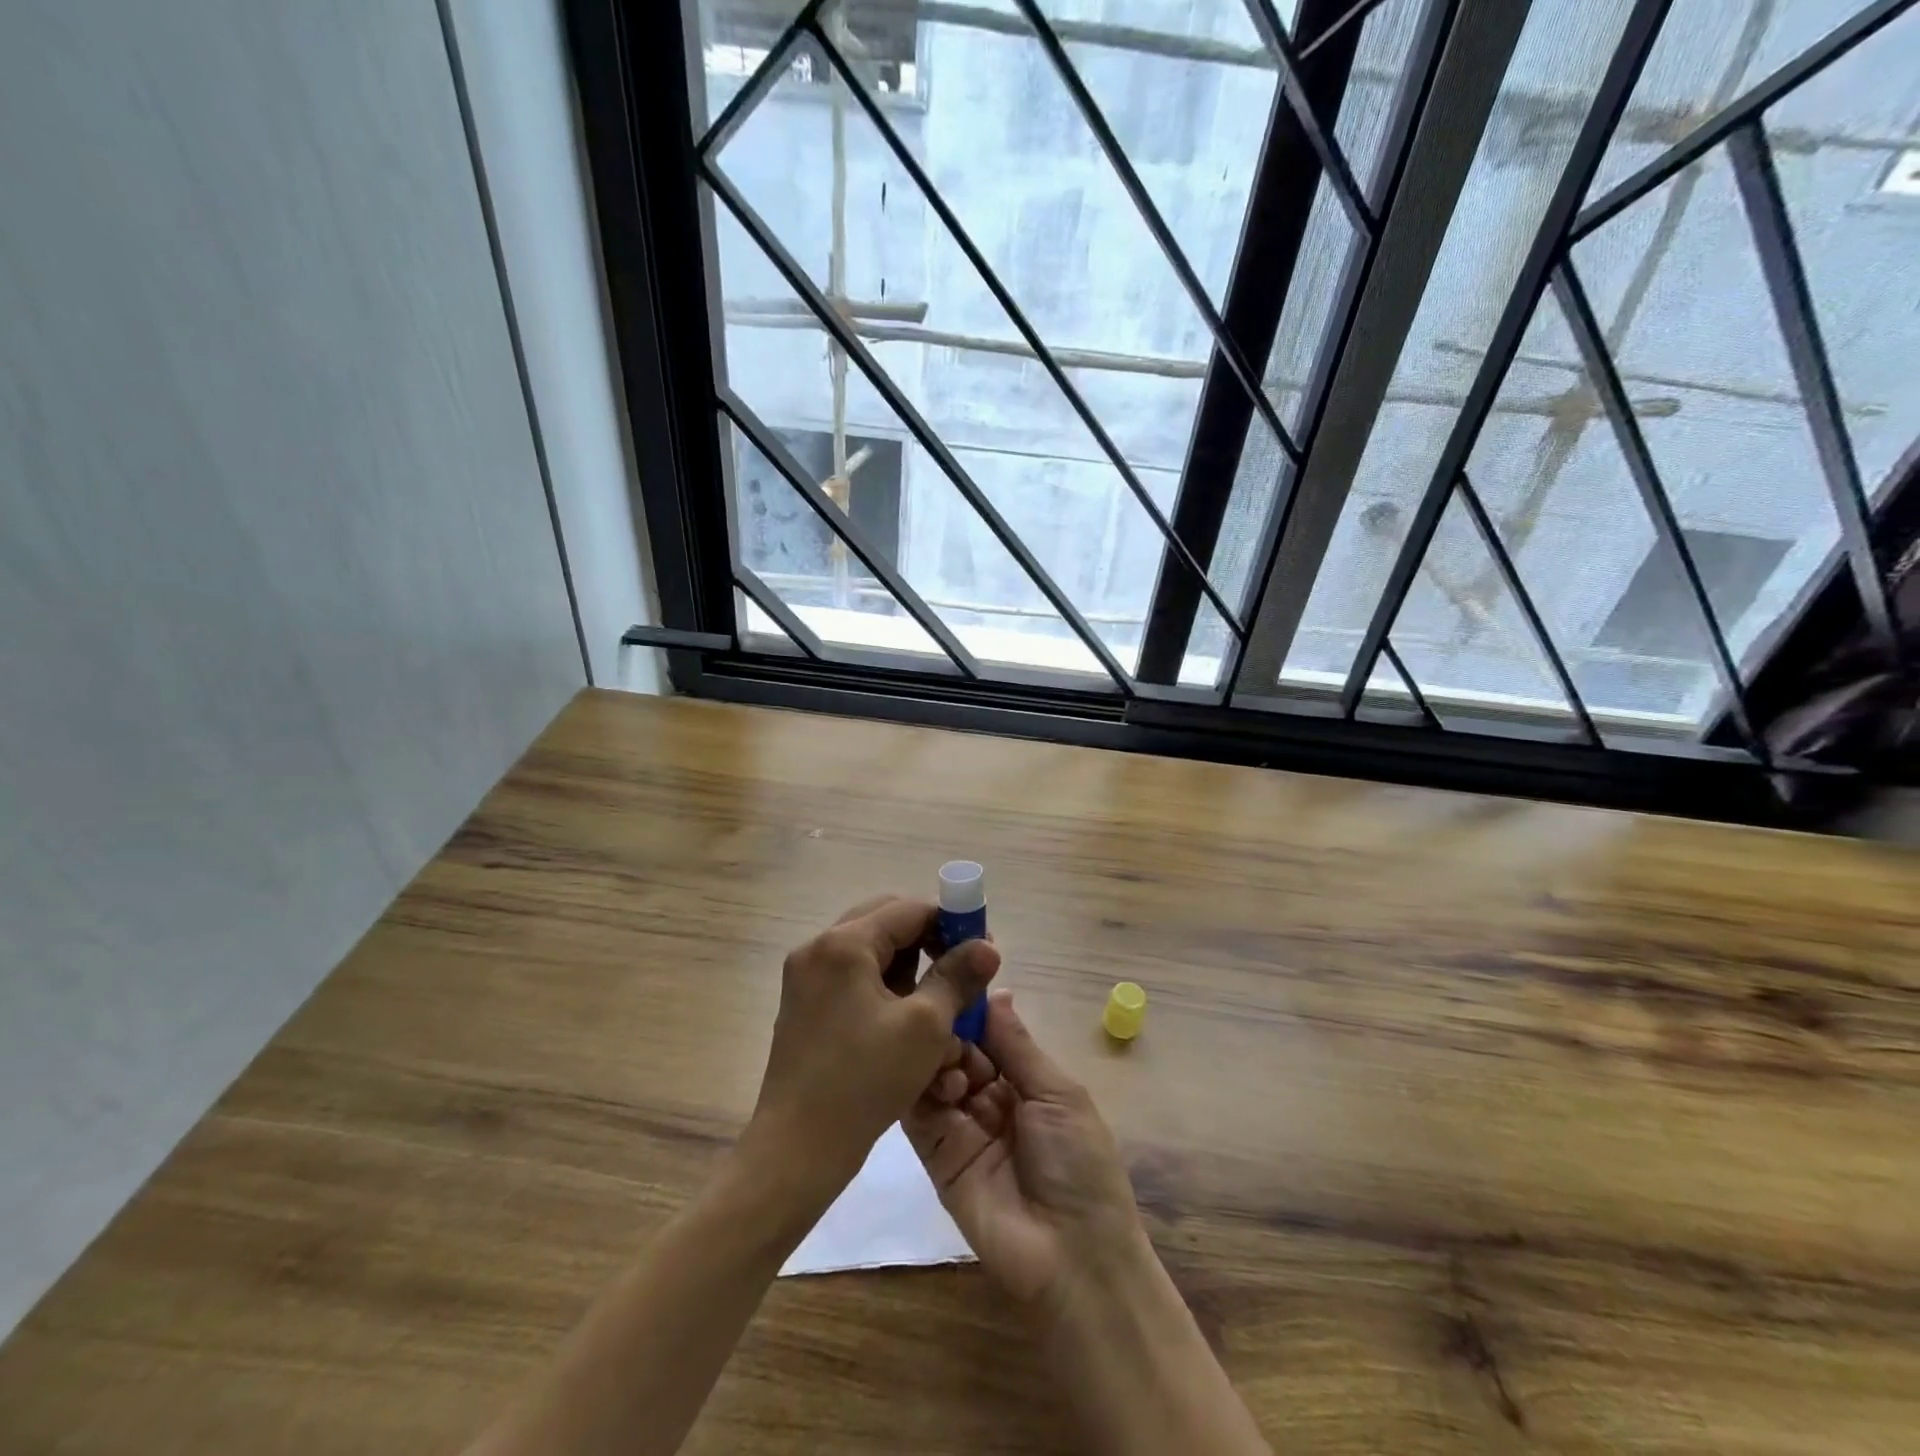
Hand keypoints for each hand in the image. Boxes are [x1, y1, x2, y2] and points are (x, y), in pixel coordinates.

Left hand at [745, 896, 1000, 1201]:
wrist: (797, 1150)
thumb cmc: (865, 1081)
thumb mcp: (925, 1026)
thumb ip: (958, 977)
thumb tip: (987, 946)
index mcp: (843, 943)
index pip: (909, 909)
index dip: (951, 922)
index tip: (981, 949)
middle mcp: (818, 949)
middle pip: (887, 925)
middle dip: (930, 945)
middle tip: (961, 973)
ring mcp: (806, 978)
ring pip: (872, 955)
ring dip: (909, 972)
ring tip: (939, 1007)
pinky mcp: (804, 1007)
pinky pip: (854, 981)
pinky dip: (885, 992)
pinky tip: (908, 1026)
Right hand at [903, 990, 1143, 1314]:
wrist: (1071, 1257)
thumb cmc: (1079, 1164)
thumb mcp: (1058, 1093)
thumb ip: (1018, 1044)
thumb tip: (997, 989)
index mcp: (1025, 1080)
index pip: (990, 1032)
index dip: (974, 1007)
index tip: (953, 973)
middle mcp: (990, 1097)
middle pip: (960, 1049)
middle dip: (953, 1031)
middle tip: (948, 1023)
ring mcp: (960, 1125)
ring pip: (936, 1074)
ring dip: (939, 1057)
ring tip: (953, 1063)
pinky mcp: (935, 1154)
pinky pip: (918, 1112)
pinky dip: (919, 1087)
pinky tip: (933, 1075)